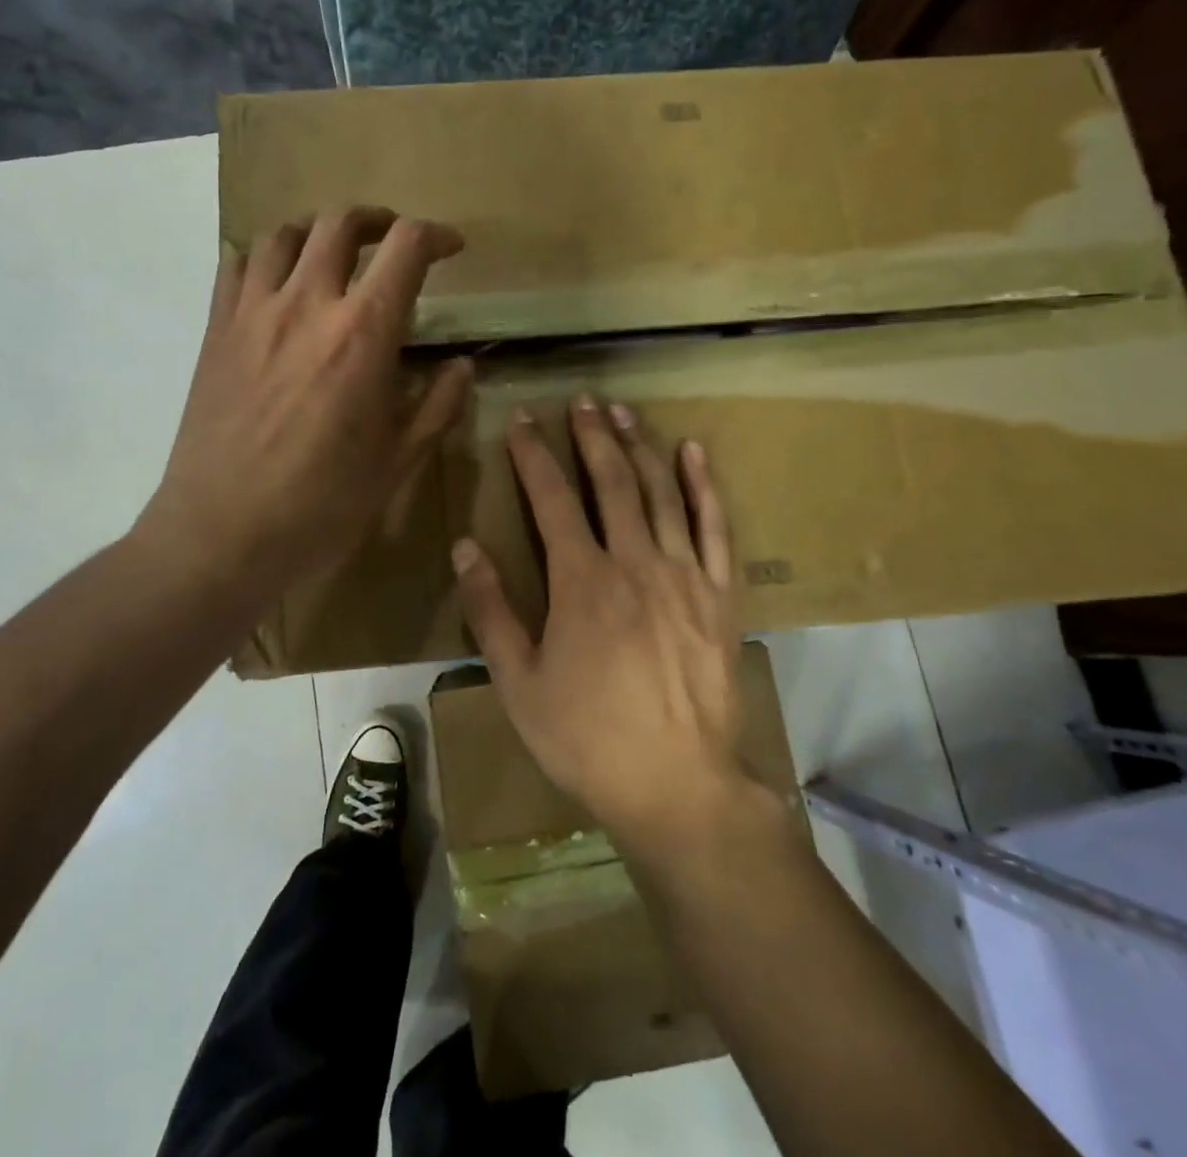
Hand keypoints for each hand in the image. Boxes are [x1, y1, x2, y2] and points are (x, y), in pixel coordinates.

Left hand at [142, 208, 472, 603]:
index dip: (436, 235)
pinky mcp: (215, 332)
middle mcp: (306, 304)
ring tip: (332, 254)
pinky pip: (234, 266)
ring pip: (282, 234)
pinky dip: (261, 257)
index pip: (406, 248)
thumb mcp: (397, 462)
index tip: (451, 249)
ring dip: (317, 232)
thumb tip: (461, 367)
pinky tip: (274, 283)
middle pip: (340, 223)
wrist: (222, 535)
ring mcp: (252, 313)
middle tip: (392, 241)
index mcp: (362, 334)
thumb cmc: (321, 505)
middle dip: (376, 221)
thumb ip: (436, 406)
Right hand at [452, 395, 753, 849]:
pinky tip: (694, 453)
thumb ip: (490, 611)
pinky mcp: (721, 594)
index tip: (523, 420)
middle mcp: (634, 562)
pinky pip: (716, 527)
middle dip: (591, 437)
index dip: (534, 456)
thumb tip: (465, 547)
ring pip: (661, 493)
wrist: (678, 785)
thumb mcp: (519, 683)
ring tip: (624, 412)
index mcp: (582, 582)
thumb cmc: (588, 738)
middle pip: (611, 482)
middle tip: (581, 401)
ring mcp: (684, 575)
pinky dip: (704, 486)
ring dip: (640, 446)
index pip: (552, 500)